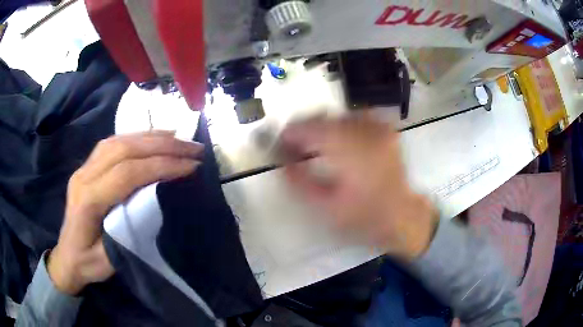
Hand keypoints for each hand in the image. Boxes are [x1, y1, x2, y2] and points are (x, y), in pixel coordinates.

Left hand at [48, 131, 203, 294]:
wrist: (66, 257)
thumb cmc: (87, 263)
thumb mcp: (110, 261)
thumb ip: (128, 233)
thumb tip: (154, 206)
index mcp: (88, 201)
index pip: (127, 173)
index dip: (160, 165)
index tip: (190, 166)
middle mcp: (84, 176)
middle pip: (124, 149)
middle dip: (161, 145)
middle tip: (192, 147)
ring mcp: (84, 168)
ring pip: (118, 140)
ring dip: (150, 136)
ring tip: (177, 137)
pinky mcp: (87, 167)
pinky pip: (112, 143)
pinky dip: (135, 137)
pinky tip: (151, 138)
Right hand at [281, 113, 437, 260]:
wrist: (401, 215)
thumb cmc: (363, 217)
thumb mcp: (325, 206)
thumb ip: (298, 181)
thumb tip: (281, 160)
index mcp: (347, 150)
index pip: (309, 128)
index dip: (290, 133)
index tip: (280, 143)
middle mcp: (363, 131)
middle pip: (322, 117)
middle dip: (304, 129)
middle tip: (295, 147)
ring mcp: (377, 127)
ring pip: (338, 116)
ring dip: (322, 127)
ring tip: (316, 146)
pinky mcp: (385, 130)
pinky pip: (356, 117)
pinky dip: (342, 126)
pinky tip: (340, 140)